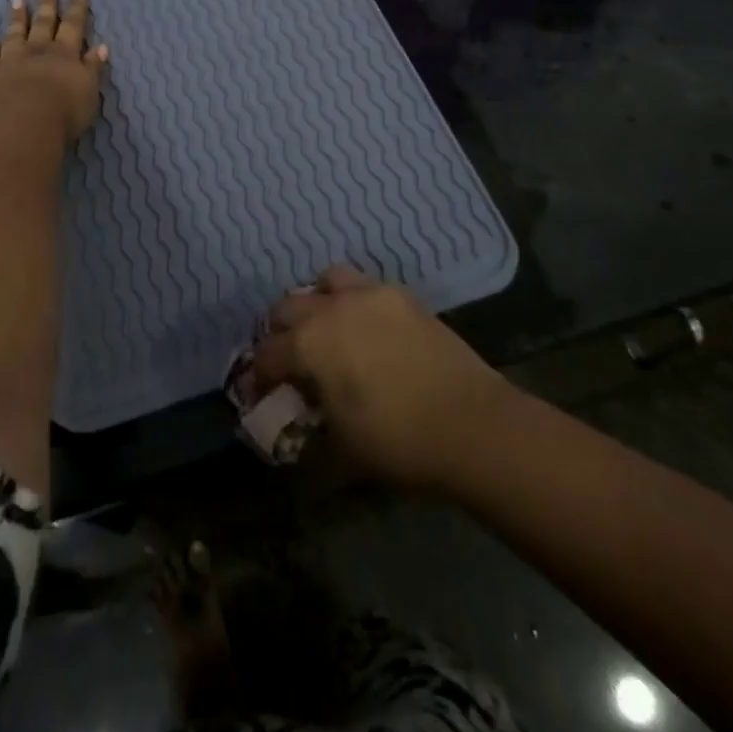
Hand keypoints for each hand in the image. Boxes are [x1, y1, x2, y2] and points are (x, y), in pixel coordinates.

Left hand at [0, 0, 107, 143]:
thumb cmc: (64, 111)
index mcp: (65, 54)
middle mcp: (38, 51)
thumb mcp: (89, 90)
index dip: (77, 8)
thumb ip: (93, 68)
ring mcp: (11, 61)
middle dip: (47, 1)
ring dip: (17, 18)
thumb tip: (101, 47)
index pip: (73, 26)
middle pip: (43, 22)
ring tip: (17, 1)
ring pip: (15, 34)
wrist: (21, 124)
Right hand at [251, 265, 512, 491]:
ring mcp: (368, 295)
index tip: (261, 393)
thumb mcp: (341, 450)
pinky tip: (367, 330)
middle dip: (280, 333)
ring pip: (326, 282)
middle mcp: (331, 308)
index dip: (259, 377)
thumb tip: (294, 427)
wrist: (473, 426)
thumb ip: (307, 431)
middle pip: (287, 308)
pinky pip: (365, 287)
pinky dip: (355, 303)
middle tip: (291, 361)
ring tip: (329, 330)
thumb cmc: (398, 442)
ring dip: (318, 303)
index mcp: (308, 344)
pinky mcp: (401, 296)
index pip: (266, 355)